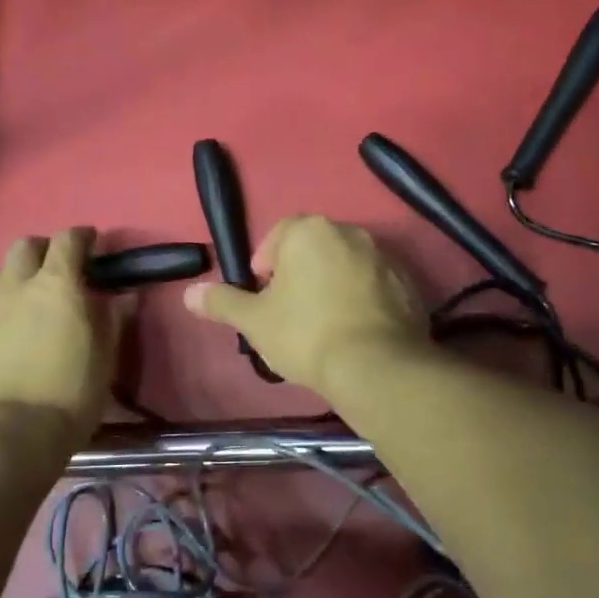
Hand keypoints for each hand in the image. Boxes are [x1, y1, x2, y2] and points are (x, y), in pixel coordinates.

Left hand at [0, 228, 127, 452]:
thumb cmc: (69, 396)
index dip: (82, 237)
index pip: (69, 241)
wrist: (7, 435)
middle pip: (25, 246)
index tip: (91, 243)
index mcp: (57, 285)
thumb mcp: (105, 360)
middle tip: (55, 269)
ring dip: (12, 277)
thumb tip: (125, 296)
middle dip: (42, 250)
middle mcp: (15, 285)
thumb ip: (112, 321)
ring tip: (22, 299)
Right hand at [184, 215, 428, 394]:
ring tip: (324, 324)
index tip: (264, 293)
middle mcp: (350, 232)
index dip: (266, 263)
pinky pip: (376, 284)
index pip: (280, 234)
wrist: (375, 365)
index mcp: (310, 231)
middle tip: (290, 311)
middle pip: (316, 247)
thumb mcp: (254, 321)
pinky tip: (355, 330)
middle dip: (300, 273)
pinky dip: (363, 299)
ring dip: (333, 284)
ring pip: (347, 265)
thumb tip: (189, 293)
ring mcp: (385, 257)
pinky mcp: (409, 283)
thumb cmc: (305, 334)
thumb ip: (222, 302)